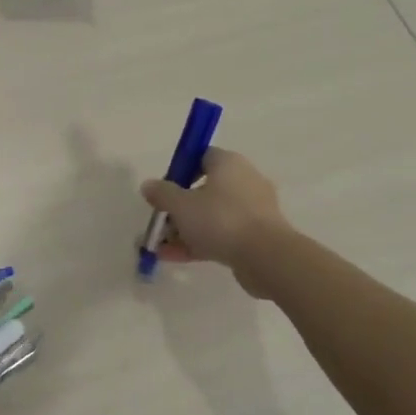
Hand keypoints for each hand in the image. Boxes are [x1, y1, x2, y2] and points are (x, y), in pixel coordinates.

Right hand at [140, 148, 289, 289]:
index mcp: (229, 164)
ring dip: (185, 229)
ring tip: (160, 247)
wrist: (266, 257)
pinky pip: (222, 235)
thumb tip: (149, 185)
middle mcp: (244, 181)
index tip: (165, 189)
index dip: (181, 170)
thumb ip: (162, 194)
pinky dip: (200, 243)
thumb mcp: (181, 205)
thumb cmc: (220, 219)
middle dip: (179, 208)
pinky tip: (174, 258)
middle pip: (205, 190)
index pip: (202, 156)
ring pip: (212, 216)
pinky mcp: (256, 236)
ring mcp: (253, 211)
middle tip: (160, 221)